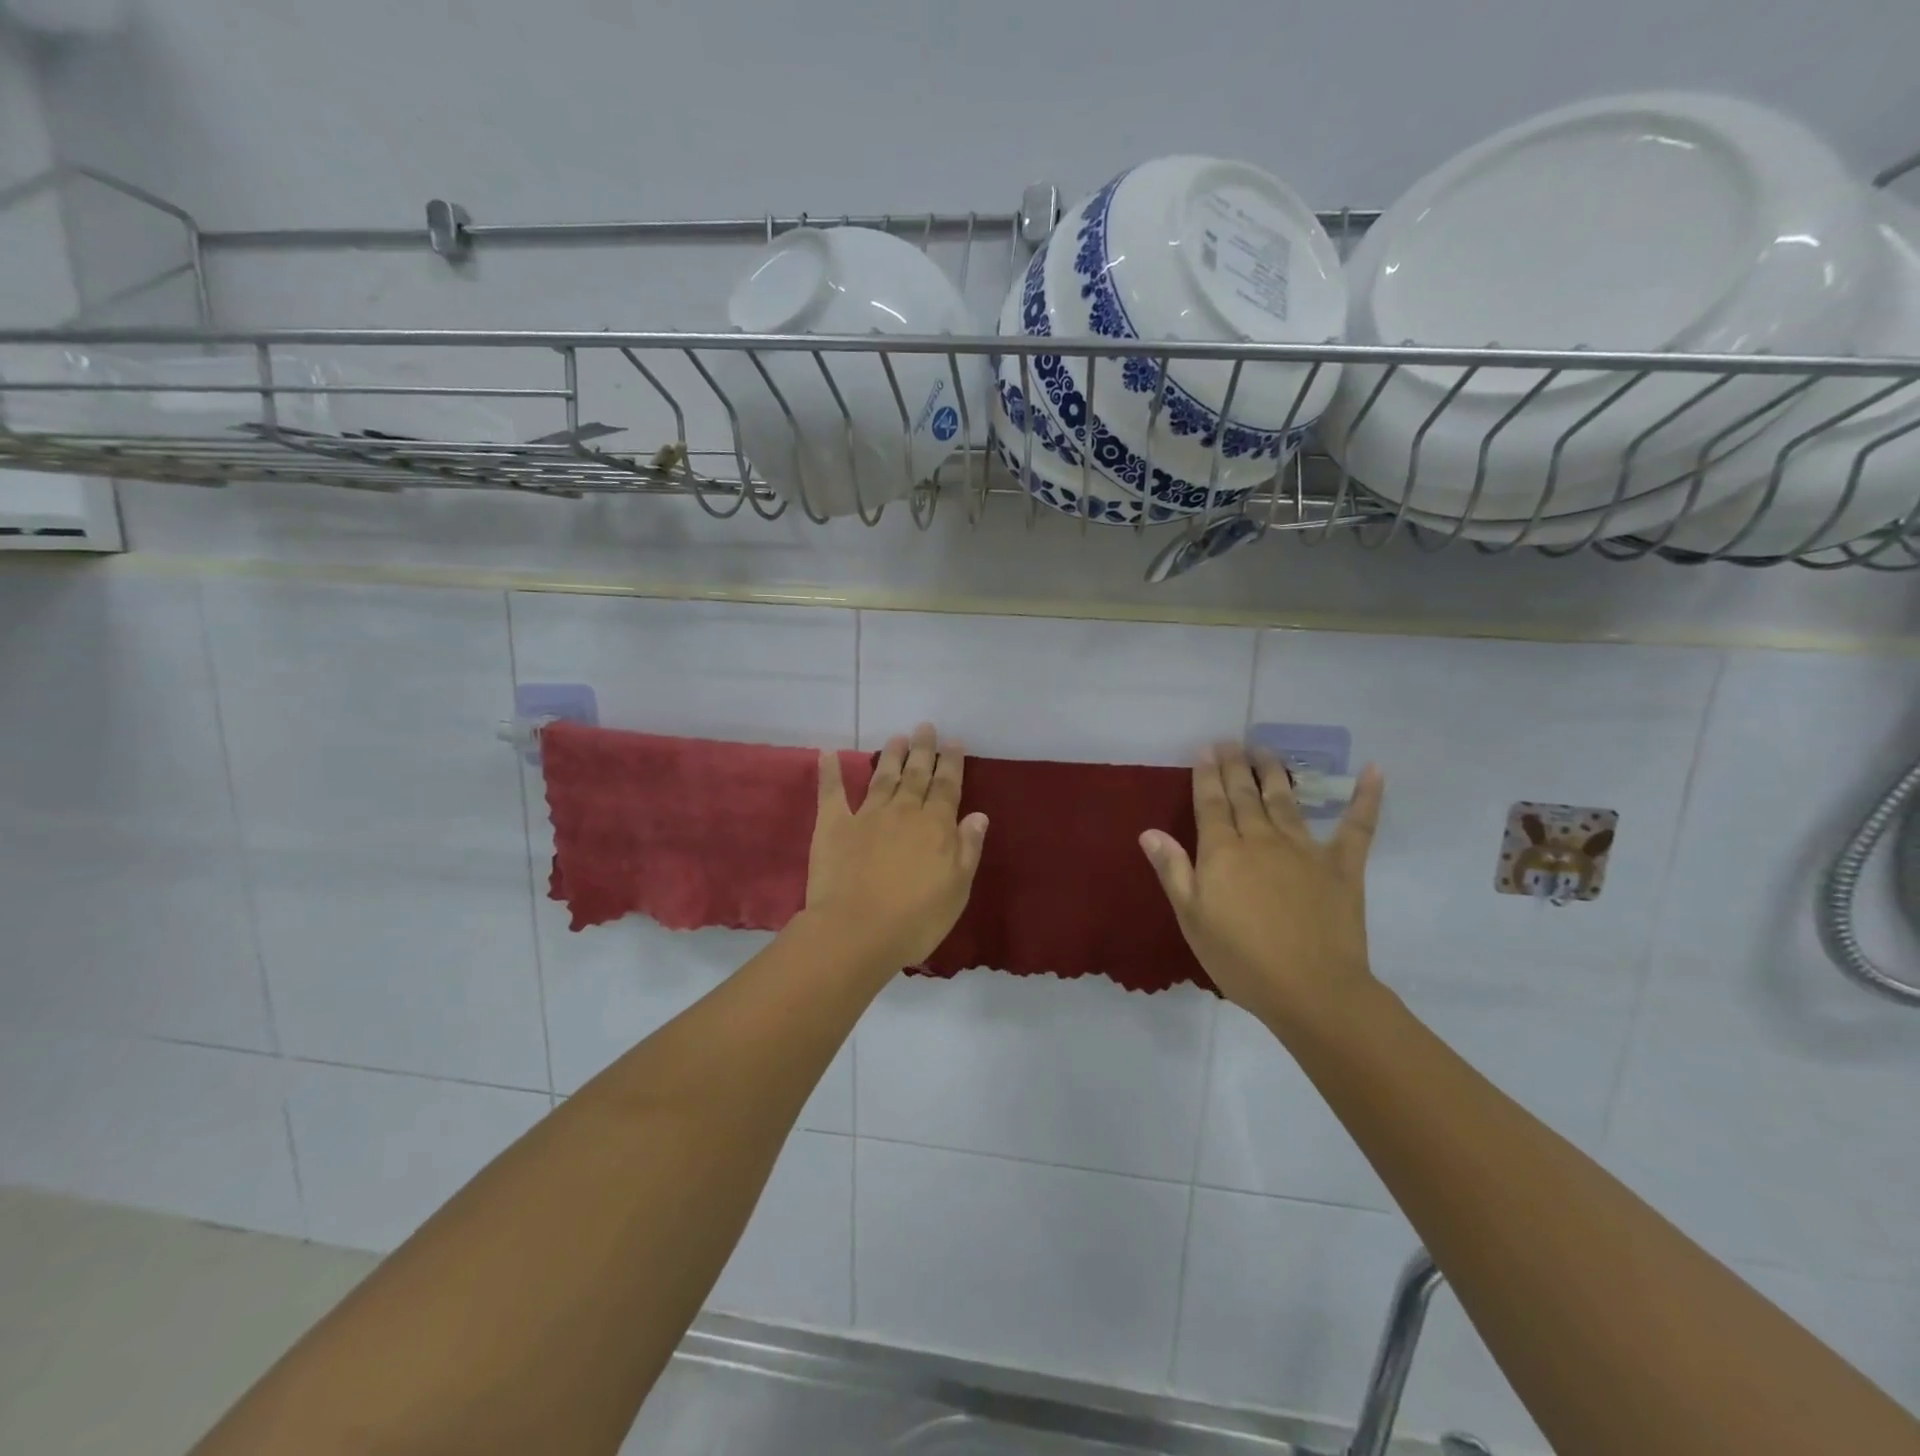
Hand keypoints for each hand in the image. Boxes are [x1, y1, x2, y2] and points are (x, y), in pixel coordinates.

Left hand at [804, 724, 988, 968]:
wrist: (856, 932)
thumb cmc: (916, 919)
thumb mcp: (957, 889)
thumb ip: (968, 849)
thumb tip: (978, 815)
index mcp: (936, 826)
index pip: (948, 787)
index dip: (952, 764)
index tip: (954, 742)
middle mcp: (904, 812)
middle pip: (917, 775)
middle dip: (923, 750)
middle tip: (925, 727)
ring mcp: (867, 816)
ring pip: (883, 777)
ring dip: (891, 756)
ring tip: (897, 737)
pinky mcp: (834, 826)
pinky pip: (832, 793)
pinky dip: (830, 772)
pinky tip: (828, 753)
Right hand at [1140, 743, 1383, 1030]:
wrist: (1311, 990)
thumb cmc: (1240, 959)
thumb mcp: (1192, 919)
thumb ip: (1173, 870)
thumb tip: (1149, 832)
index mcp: (1223, 852)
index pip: (1211, 803)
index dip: (1207, 775)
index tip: (1205, 750)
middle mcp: (1262, 839)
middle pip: (1245, 794)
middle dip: (1235, 766)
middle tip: (1230, 741)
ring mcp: (1305, 849)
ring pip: (1286, 800)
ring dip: (1274, 772)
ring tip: (1266, 750)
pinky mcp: (1343, 866)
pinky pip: (1357, 826)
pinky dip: (1366, 798)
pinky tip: (1373, 771)